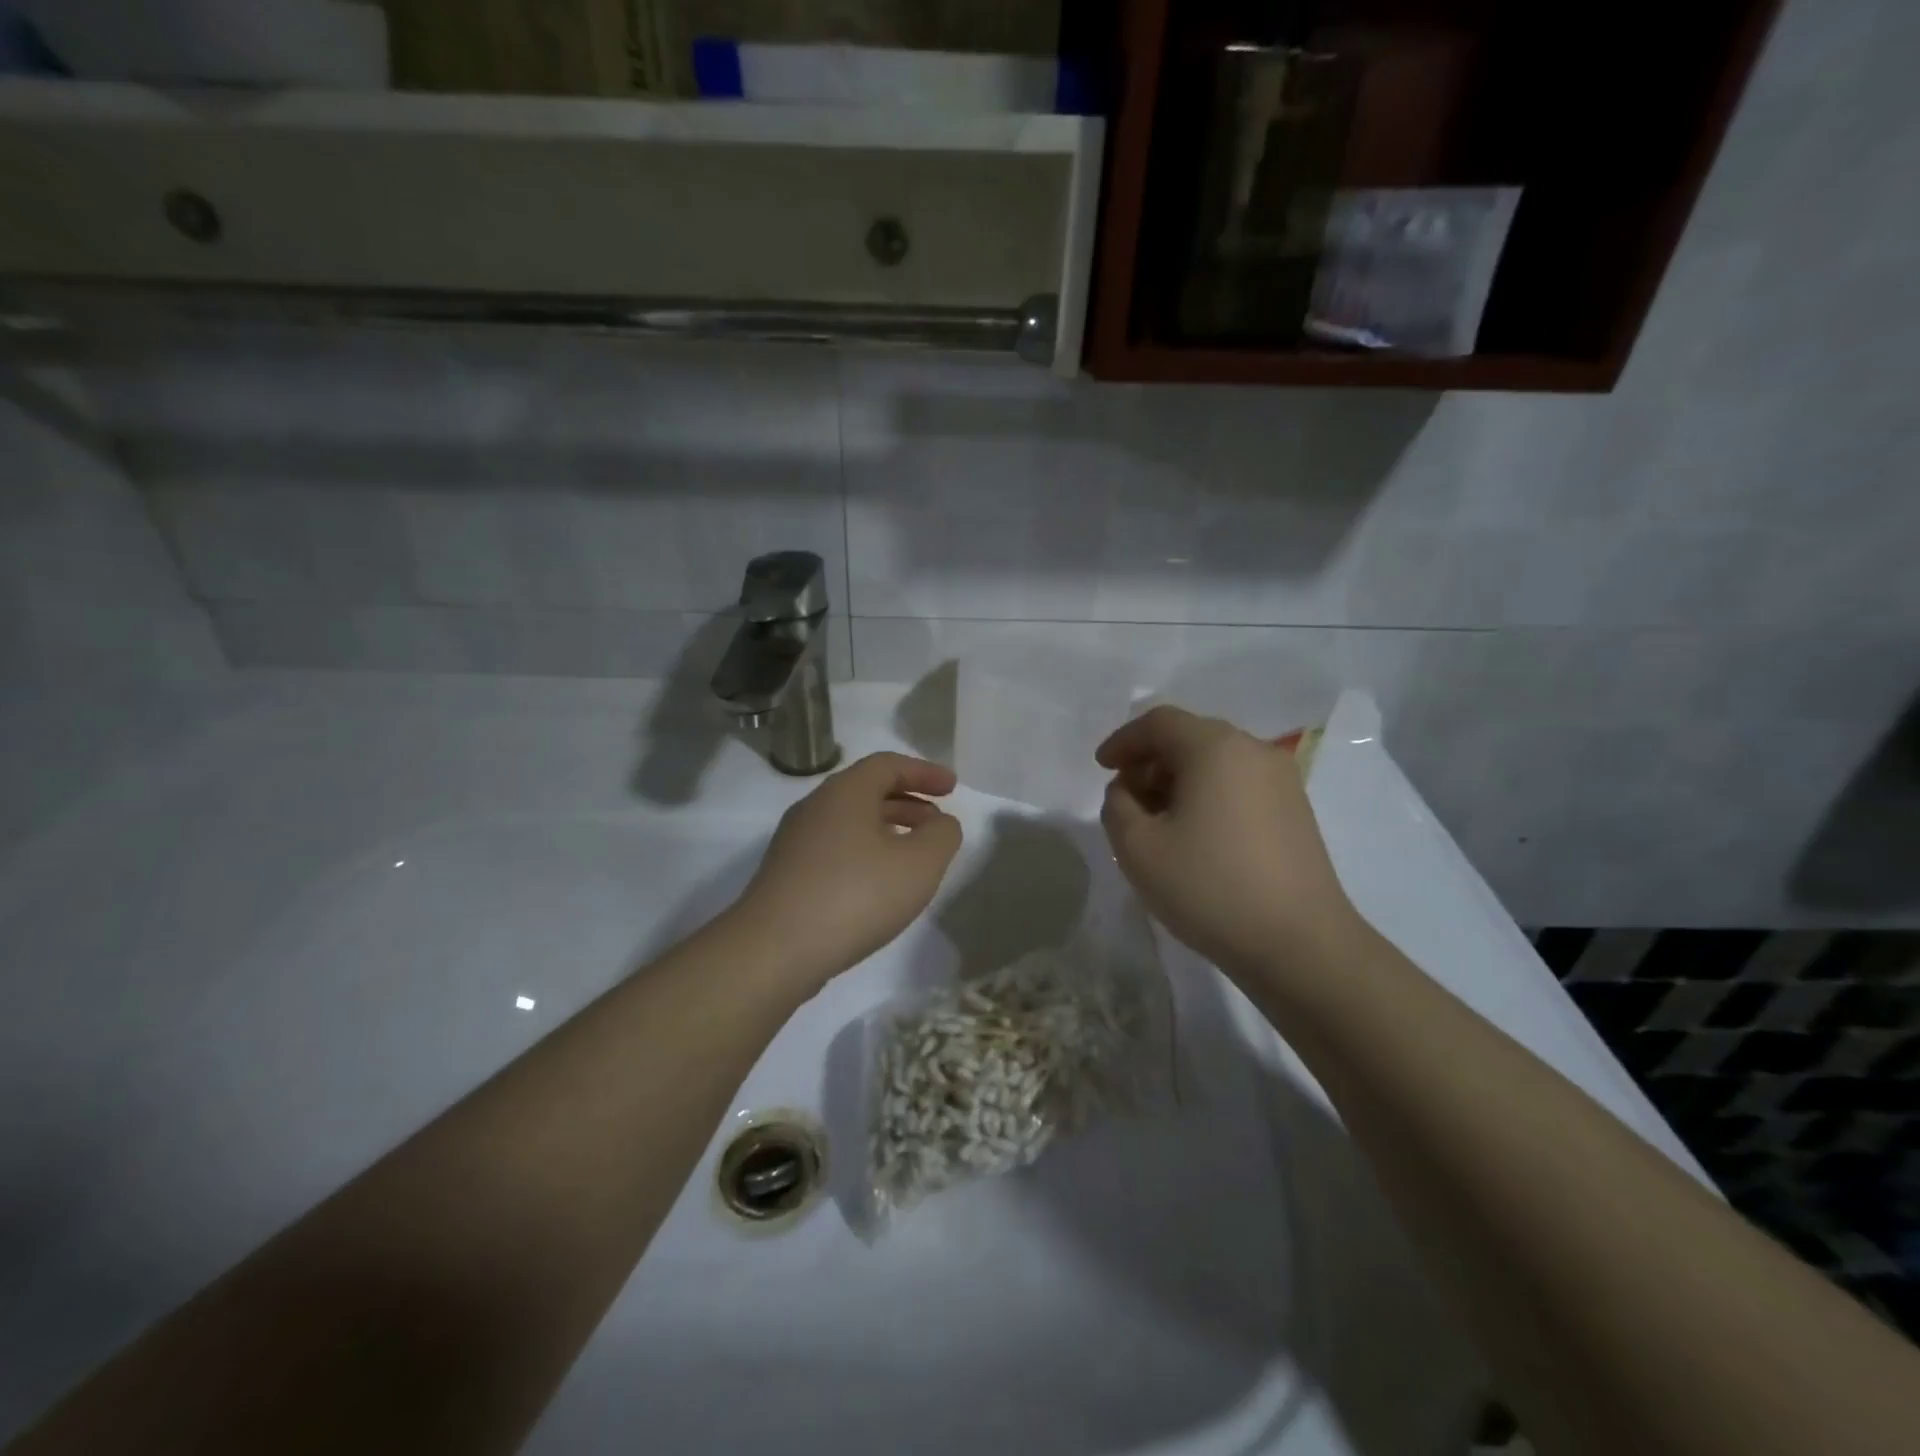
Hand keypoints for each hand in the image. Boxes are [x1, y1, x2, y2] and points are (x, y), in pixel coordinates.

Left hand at [732, 752, 962, 988]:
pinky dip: (866, 852)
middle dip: (908, 802)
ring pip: (850, 822)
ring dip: (888, 829)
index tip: (953, 788)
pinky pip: (836, 848)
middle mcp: (815, 807)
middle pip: (867, 791)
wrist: (774, 950)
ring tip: (914, 856)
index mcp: (845, 792)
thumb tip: (940, 823)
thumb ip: (942, 835)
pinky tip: (879, 885)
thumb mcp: (919, 864)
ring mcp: (796, 842)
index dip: (924, 772)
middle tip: (938, 823)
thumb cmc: (855, 895)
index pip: (888, 765)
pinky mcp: (787, 874)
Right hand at [1097, 707, 1358, 978]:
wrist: (1300, 944)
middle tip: (1126, 797)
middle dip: (1150, 761)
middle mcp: (1253, 751)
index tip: (1101, 768)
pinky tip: (1195, 834)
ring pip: (1216, 761)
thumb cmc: (1210, 888)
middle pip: (1190, 737)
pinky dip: (1208, 794)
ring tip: (1157, 820)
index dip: (1124, 741)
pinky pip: (1239, 784)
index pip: (1159, 723)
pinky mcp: (1295, 810)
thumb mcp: (1137, 848)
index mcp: (1215, 748)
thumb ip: (1117, 806)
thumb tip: (1128, 791)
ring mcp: (1281, 780)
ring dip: (1178, 779)